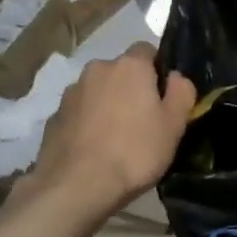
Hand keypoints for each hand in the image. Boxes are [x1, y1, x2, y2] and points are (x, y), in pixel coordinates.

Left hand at [26, 43, 196, 219]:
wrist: (77, 186)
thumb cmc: (135, 152)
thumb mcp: (174, 125)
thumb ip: (182, 92)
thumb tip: (176, 77)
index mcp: (130, 66)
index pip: (148, 50)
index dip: (158, 71)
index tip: (164, 98)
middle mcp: (98, 69)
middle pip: (121, 72)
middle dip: (132, 89)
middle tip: (144, 121)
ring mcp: (71, 92)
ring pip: (99, 91)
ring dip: (108, 105)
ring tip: (117, 139)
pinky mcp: (54, 116)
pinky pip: (80, 113)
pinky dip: (89, 123)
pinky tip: (95, 149)